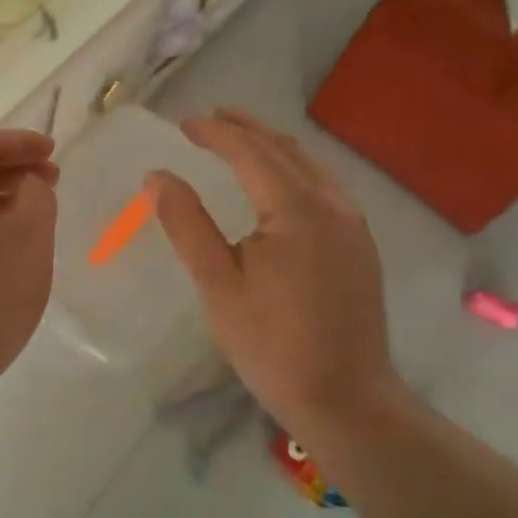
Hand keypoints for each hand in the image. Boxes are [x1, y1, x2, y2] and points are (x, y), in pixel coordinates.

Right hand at [149, 109, 403, 444]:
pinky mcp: (360, 245)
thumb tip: (157, 176)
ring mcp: (353, 225)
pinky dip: (293, 169)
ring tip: (241, 138)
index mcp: (296, 210)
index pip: (251, 153)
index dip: (216, 134)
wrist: (347, 399)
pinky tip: (278, 181)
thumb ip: (186, 224)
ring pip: (309, 166)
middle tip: (211, 117)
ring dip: (272, 146)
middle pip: (285, 150)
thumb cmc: (272, 345)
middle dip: (247, 128)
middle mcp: (332, 205)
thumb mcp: (218, 285)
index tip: (183, 125)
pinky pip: (324, 186)